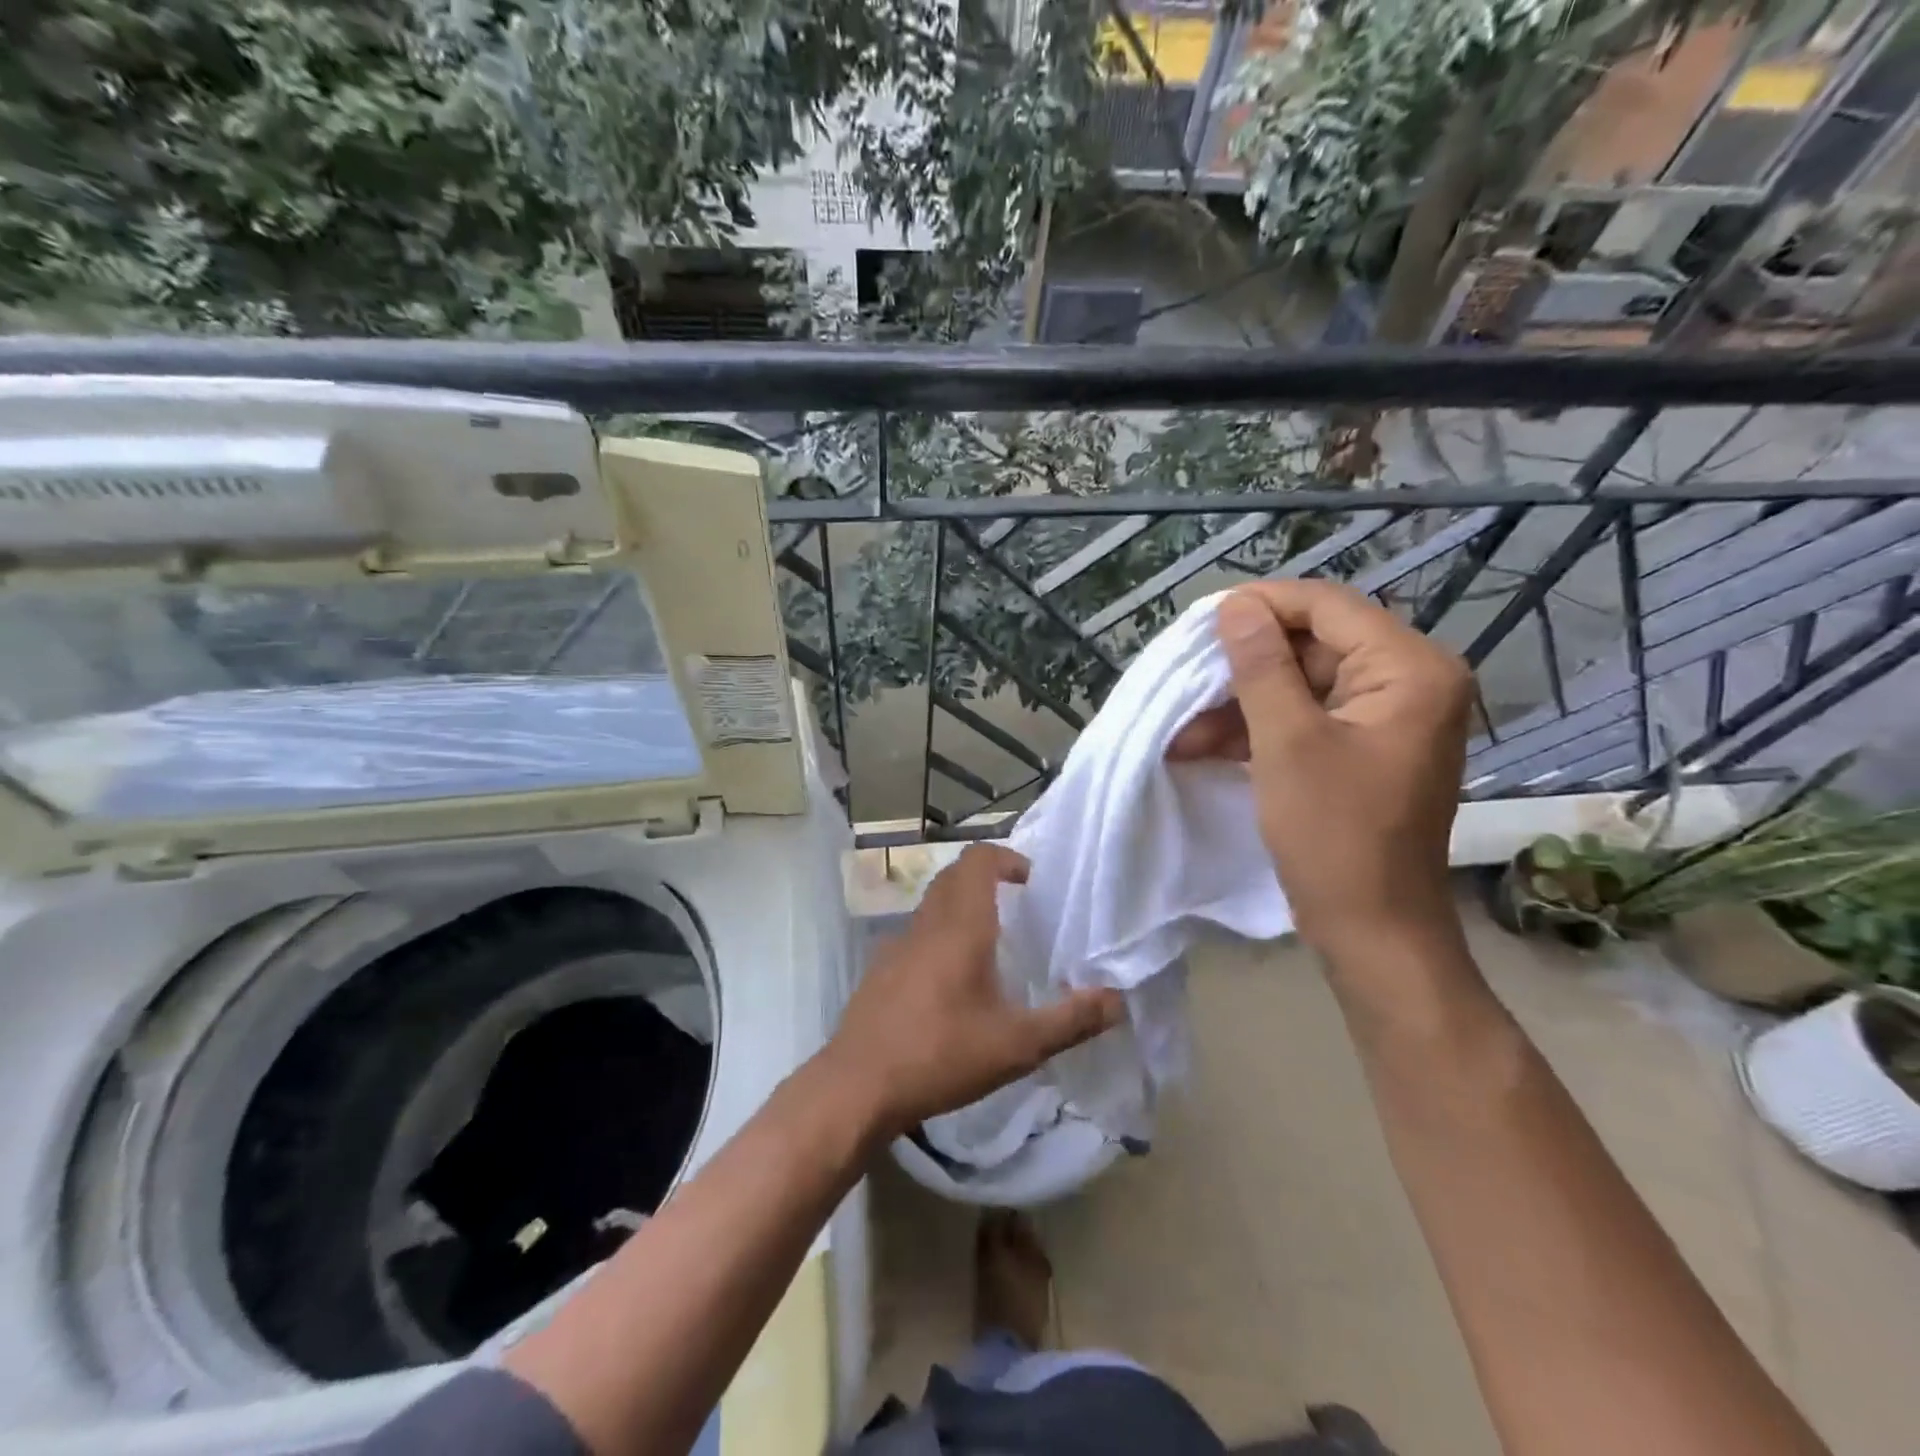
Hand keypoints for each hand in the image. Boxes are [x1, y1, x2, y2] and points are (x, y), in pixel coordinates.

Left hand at [826, 844, 1124, 1138]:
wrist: (857, 1085)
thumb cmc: (941, 1055)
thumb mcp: (1017, 1045)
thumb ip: (1070, 1021)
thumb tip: (1117, 999)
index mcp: (960, 926)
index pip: (977, 860)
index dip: (1005, 858)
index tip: (1031, 882)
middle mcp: (926, 924)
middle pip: (954, 877)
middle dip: (987, 879)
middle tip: (1019, 908)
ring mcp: (896, 945)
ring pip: (933, 905)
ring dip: (962, 908)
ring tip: (992, 947)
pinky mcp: (880, 970)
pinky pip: (916, 935)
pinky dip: (940, 937)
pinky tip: (952, 985)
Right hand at [1168, 582, 1472, 962]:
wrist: (1371, 929)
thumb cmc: (1333, 834)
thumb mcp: (1286, 742)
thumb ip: (1260, 666)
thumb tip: (1235, 606)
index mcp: (1410, 669)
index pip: (1328, 607)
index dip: (1262, 606)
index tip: (1201, 621)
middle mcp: (1409, 682)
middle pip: (1313, 645)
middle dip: (1243, 667)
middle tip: (1187, 681)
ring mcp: (1386, 717)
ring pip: (1301, 684)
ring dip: (1241, 704)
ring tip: (1183, 730)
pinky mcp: (1363, 748)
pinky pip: (1306, 718)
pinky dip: (1258, 729)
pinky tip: (1204, 746)